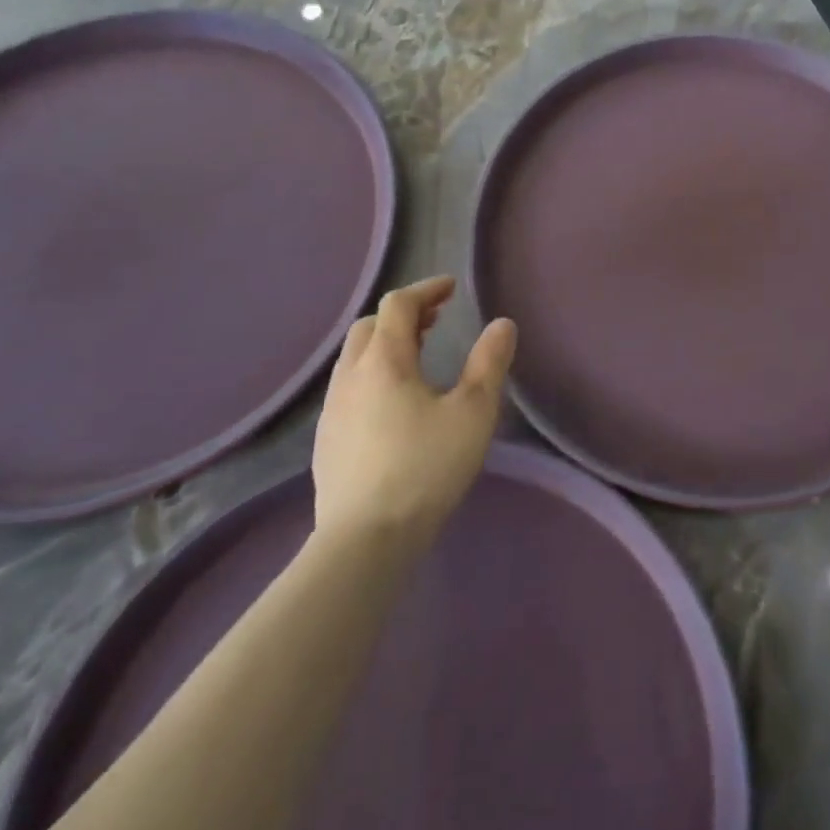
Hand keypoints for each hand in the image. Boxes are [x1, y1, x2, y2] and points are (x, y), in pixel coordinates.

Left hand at [311, 276, 516, 552]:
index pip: (398, 305)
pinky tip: (394, 403)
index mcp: (384, 361)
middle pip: (370, 326)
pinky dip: (373, 373)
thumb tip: (502, 324)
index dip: (426, 290)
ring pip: (355, 358)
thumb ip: (489, 363)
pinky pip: (349, 387)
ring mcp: (332, 410)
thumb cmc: (426, 467)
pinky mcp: (326, 440)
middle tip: (436, 320)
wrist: (365, 541)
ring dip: (385, 343)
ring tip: (418, 356)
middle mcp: (350, 377)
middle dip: (403, 314)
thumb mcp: (473, 412)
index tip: (452, 288)